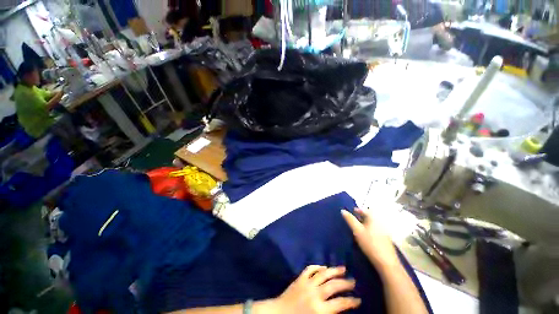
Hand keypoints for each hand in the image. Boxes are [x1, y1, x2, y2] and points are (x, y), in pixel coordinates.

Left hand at [271, 266, 360, 313]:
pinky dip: (317, 266)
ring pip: (323, 274)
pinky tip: (323, 266)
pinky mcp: (300, 278)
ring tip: (343, 268)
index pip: (340, 303)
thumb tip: (340, 309)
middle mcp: (315, 294)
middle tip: (353, 281)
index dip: (351, 301)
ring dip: (334, 270)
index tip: (358, 299)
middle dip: (345, 283)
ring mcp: (307, 284)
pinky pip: (310, 269)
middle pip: (334, 285)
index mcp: (320, 309)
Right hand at [342, 208, 399, 269]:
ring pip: (373, 224)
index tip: (351, 212)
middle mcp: (380, 223)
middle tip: (353, 220)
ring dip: (365, 224)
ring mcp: (384, 232)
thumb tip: (343, 210)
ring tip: (357, 229)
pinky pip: (376, 231)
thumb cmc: (370, 244)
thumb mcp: (357, 231)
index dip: (357, 210)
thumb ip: (350, 220)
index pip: (365, 210)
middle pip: (369, 217)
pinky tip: (366, 237)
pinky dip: (370, 230)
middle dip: (361, 217)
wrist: (386, 262)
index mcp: (374, 219)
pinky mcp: (386, 240)